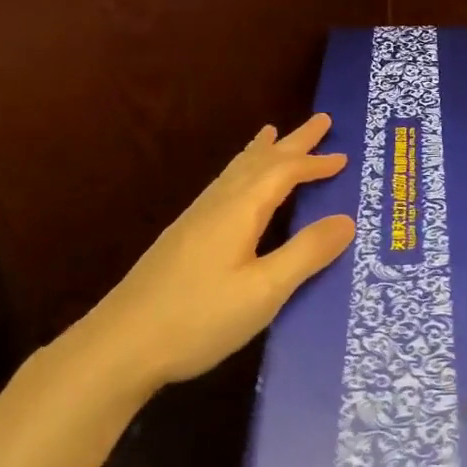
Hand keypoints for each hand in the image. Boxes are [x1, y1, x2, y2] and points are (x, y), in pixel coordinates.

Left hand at [81, 113, 353, 393]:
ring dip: (264, 151)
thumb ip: (306, 253)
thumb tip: (346, 219)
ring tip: (273, 133)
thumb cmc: (198, 318)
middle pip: (261, 161)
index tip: (344, 157)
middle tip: (321, 120)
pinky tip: (235, 184)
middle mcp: (218, 203)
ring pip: (237, 170)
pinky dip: (242, 170)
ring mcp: (196, 218)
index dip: (315, 163)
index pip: (285, 173)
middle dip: (294, 142)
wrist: (119, 345)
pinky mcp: (184, 235)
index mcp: (240, 210)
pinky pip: (224, 184)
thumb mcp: (264, 291)